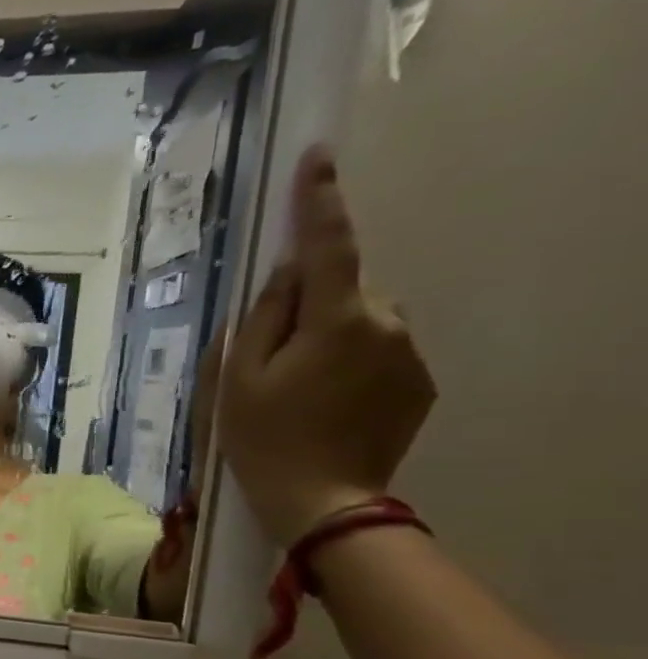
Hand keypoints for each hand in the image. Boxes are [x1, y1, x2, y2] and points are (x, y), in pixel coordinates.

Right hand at [219, 149, 437, 545]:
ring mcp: (410, 355)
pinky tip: (325, 403)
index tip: (318, 158)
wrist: (323, 501)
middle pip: (344, 290)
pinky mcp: (419, 382)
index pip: (328, 248)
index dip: (320, 203)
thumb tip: (284, 277)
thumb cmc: (263, 439)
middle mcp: (387, 325)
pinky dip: (350, 362)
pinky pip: (379, 350)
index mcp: (337, 321)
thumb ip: (262, 319)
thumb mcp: (238, 378)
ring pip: (363, 320)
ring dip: (330, 336)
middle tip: (272, 356)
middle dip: (311, 305)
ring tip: (298, 388)